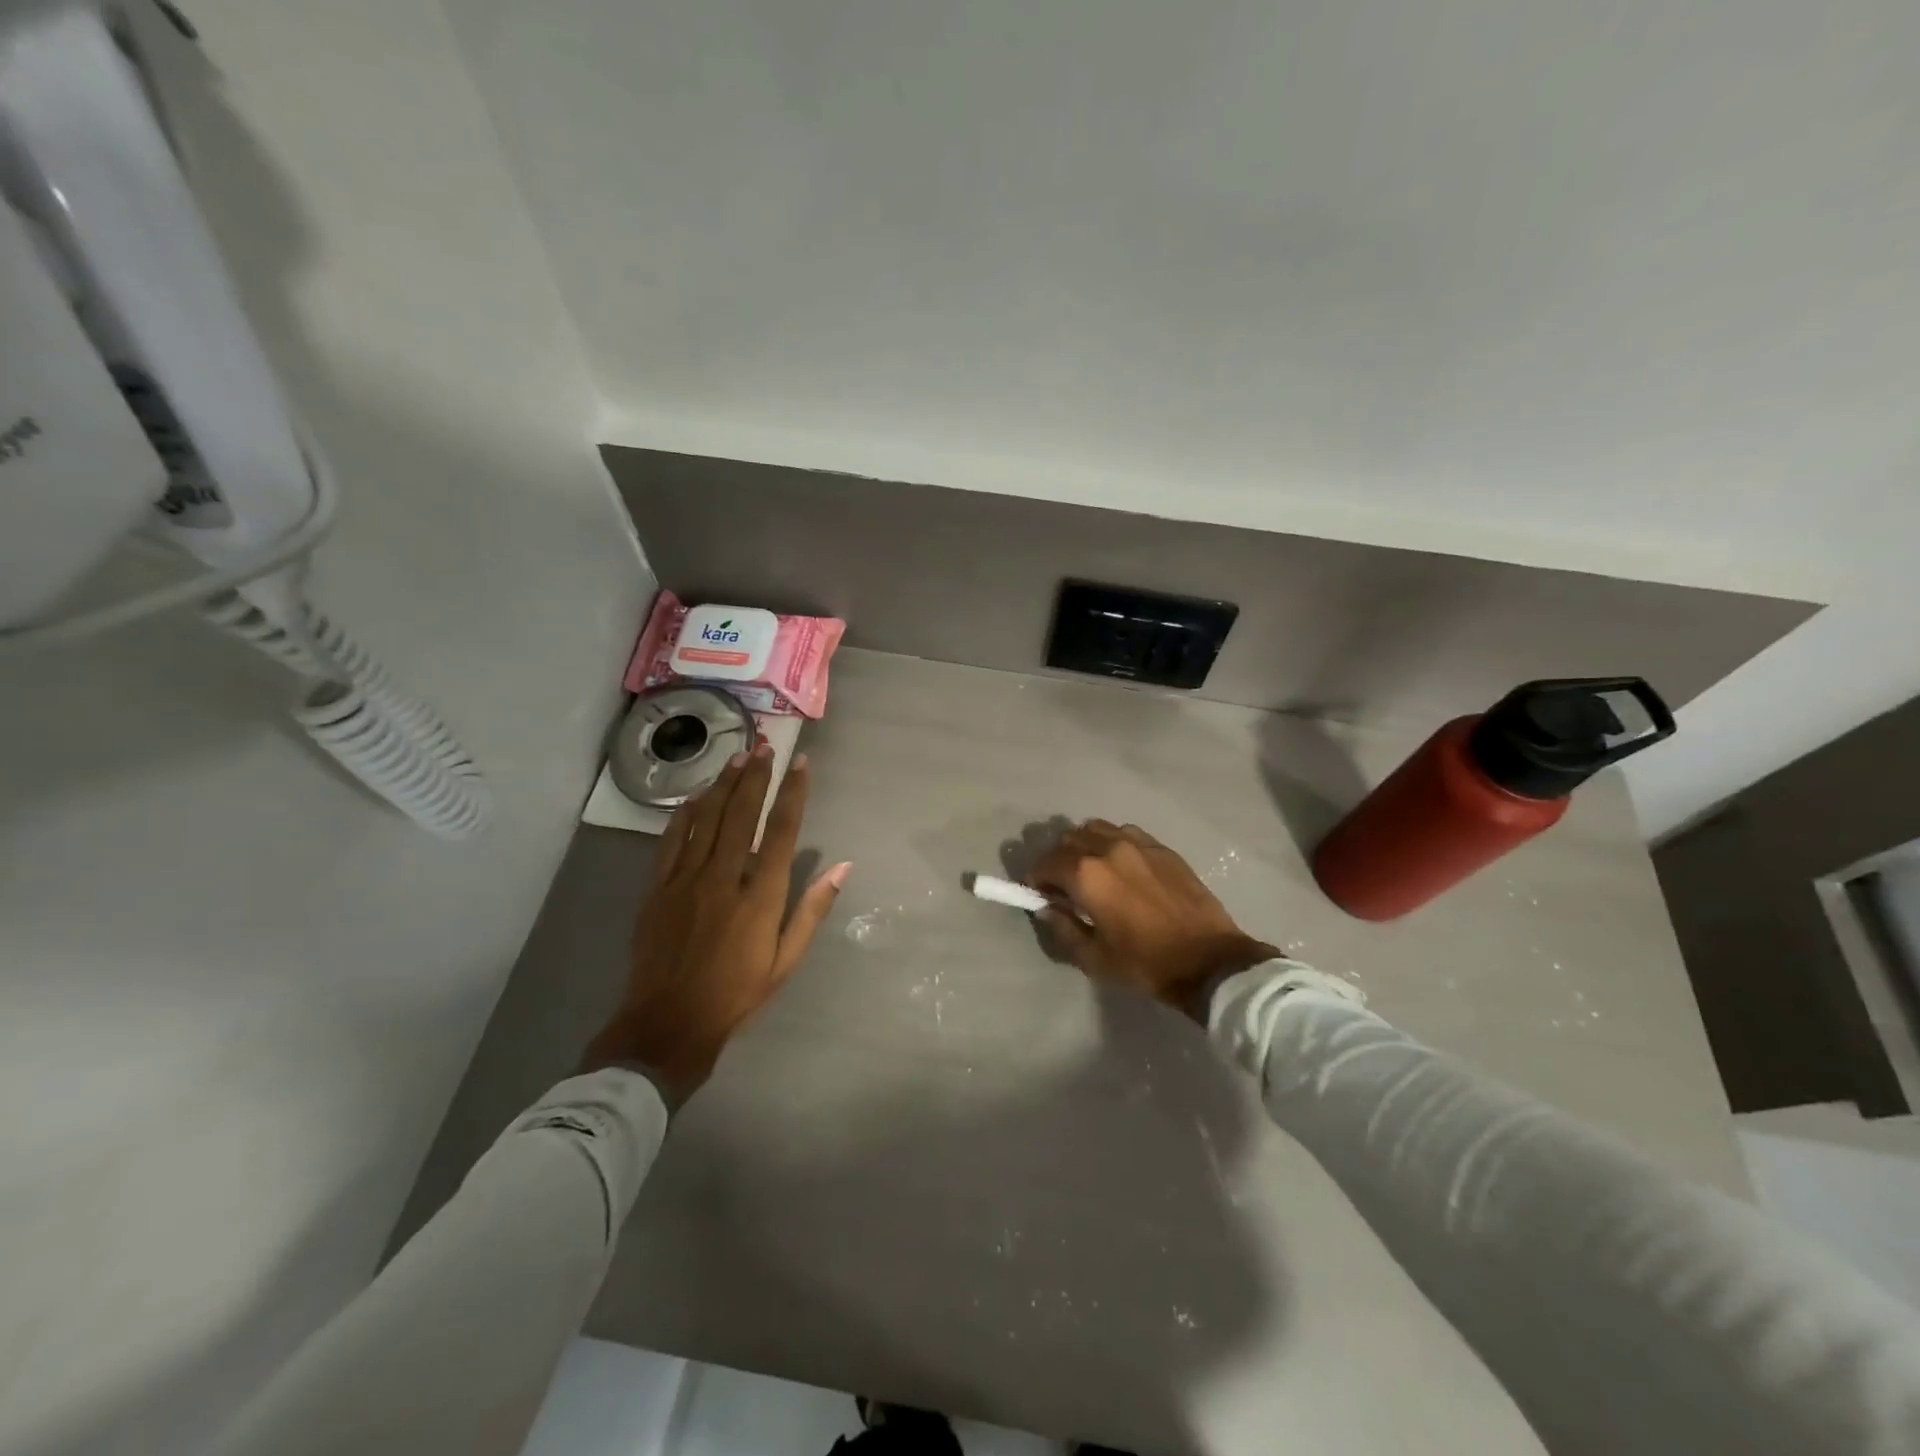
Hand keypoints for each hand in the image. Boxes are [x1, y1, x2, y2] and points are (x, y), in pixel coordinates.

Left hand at [583, 745, 849, 1107]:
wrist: (668, 1024)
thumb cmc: (737, 994)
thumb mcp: (786, 960)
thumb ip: (813, 910)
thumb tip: (843, 867)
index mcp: (760, 897)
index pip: (781, 832)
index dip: (793, 794)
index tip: (801, 765)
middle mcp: (724, 878)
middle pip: (741, 815)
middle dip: (755, 776)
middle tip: (765, 746)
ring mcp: (685, 881)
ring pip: (706, 820)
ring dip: (723, 785)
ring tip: (737, 758)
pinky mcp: (657, 889)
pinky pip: (671, 841)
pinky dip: (684, 815)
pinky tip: (694, 797)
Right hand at [1029, 820, 1275, 1020]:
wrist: (1210, 961)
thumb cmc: (1146, 964)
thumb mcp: (1094, 958)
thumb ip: (1063, 928)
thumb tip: (1046, 908)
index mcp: (1087, 875)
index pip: (1047, 862)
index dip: (1037, 878)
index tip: (1039, 893)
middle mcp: (1108, 848)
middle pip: (1068, 839)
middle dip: (1058, 859)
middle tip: (1063, 885)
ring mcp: (1138, 843)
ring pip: (1096, 829)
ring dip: (1084, 846)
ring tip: (1091, 870)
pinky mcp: (1162, 848)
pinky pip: (1125, 833)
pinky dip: (1112, 843)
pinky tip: (1121, 867)